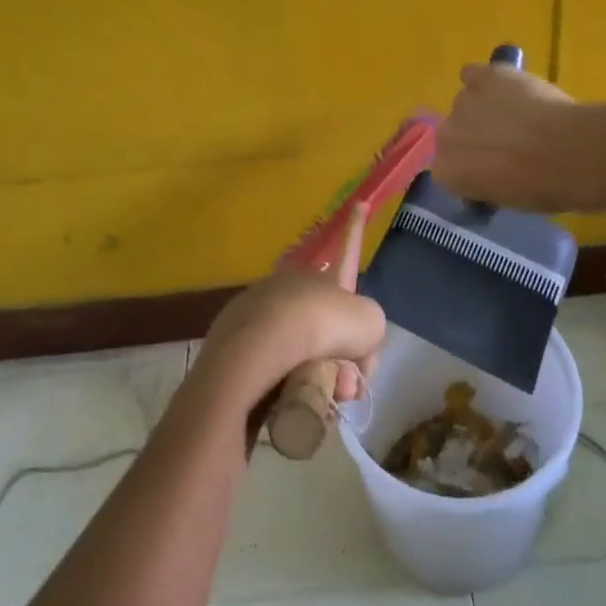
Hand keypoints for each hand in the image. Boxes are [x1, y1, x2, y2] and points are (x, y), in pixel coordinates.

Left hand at [195, 205, 384, 409]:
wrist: (261, 347)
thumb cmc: (323, 327)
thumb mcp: (370, 325)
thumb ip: (369, 336)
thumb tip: (350, 367)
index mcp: (324, 277)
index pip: (347, 250)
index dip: (356, 229)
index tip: (359, 203)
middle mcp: (292, 287)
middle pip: (326, 323)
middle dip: (343, 358)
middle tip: (349, 387)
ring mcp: (261, 311)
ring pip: (301, 350)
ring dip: (320, 377)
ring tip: (324, 400)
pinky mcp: (234, 342)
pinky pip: (271, 366)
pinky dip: (287, 385)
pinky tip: (294, 401)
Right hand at [433, 61, 602, 211]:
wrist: (570, 153)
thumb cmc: (544, 187)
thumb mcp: (508, 199)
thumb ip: (487, 181)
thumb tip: (494, 172)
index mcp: (448, 172)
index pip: (449, 168)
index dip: (471, 166)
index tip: (492, 169)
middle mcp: (446, 135)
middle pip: (453, 132)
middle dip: (474, 136)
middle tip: (506, 142)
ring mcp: (464, 101)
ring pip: (467, 102)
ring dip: (485, 108)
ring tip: (517, 114)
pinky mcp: (485, 76)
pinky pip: (473, 73)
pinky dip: (486, 79)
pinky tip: (505, 85)